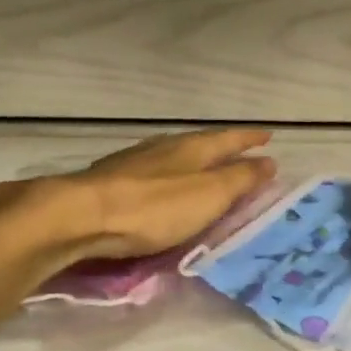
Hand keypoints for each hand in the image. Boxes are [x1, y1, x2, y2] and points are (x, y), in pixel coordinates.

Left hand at [0, 129, 276, 265]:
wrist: (80, 214)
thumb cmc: (153, 208)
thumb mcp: (207, 196)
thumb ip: (238, 180)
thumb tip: (269, 161)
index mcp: (192, 149)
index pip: (229, 139)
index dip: (250, 139)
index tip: (268, 136)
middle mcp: (165, 147)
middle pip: (201, 141)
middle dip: (222, 146)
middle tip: (239, 150)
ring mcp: (135, 160)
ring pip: (173, 152)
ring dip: (193, 157)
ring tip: (203, 163)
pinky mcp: (111, 177)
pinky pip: (152, 168)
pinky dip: (167, 172)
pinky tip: (159, 181)